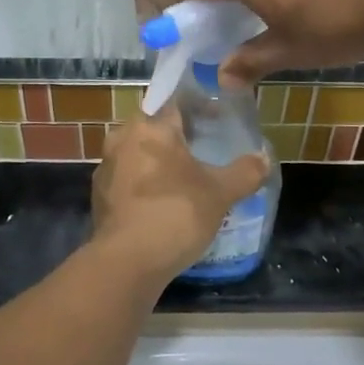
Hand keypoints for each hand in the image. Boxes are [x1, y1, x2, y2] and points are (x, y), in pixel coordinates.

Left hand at [91, 110, 268, 280]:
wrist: (127, 261)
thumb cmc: (176, 213)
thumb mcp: (221, 193)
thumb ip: (245, 172)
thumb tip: (264, 158)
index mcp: (151, 126)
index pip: (176, 102)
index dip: (199, 108)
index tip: (217, 120)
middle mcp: (123, 138)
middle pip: (155, 127)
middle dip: (178, 135)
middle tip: (204, 148)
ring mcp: (107, 167)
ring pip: (139, 153)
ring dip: (160, 161)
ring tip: (186, 178)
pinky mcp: (100, 195)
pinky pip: (128, 179)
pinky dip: (146, 183)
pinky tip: (164, 202)